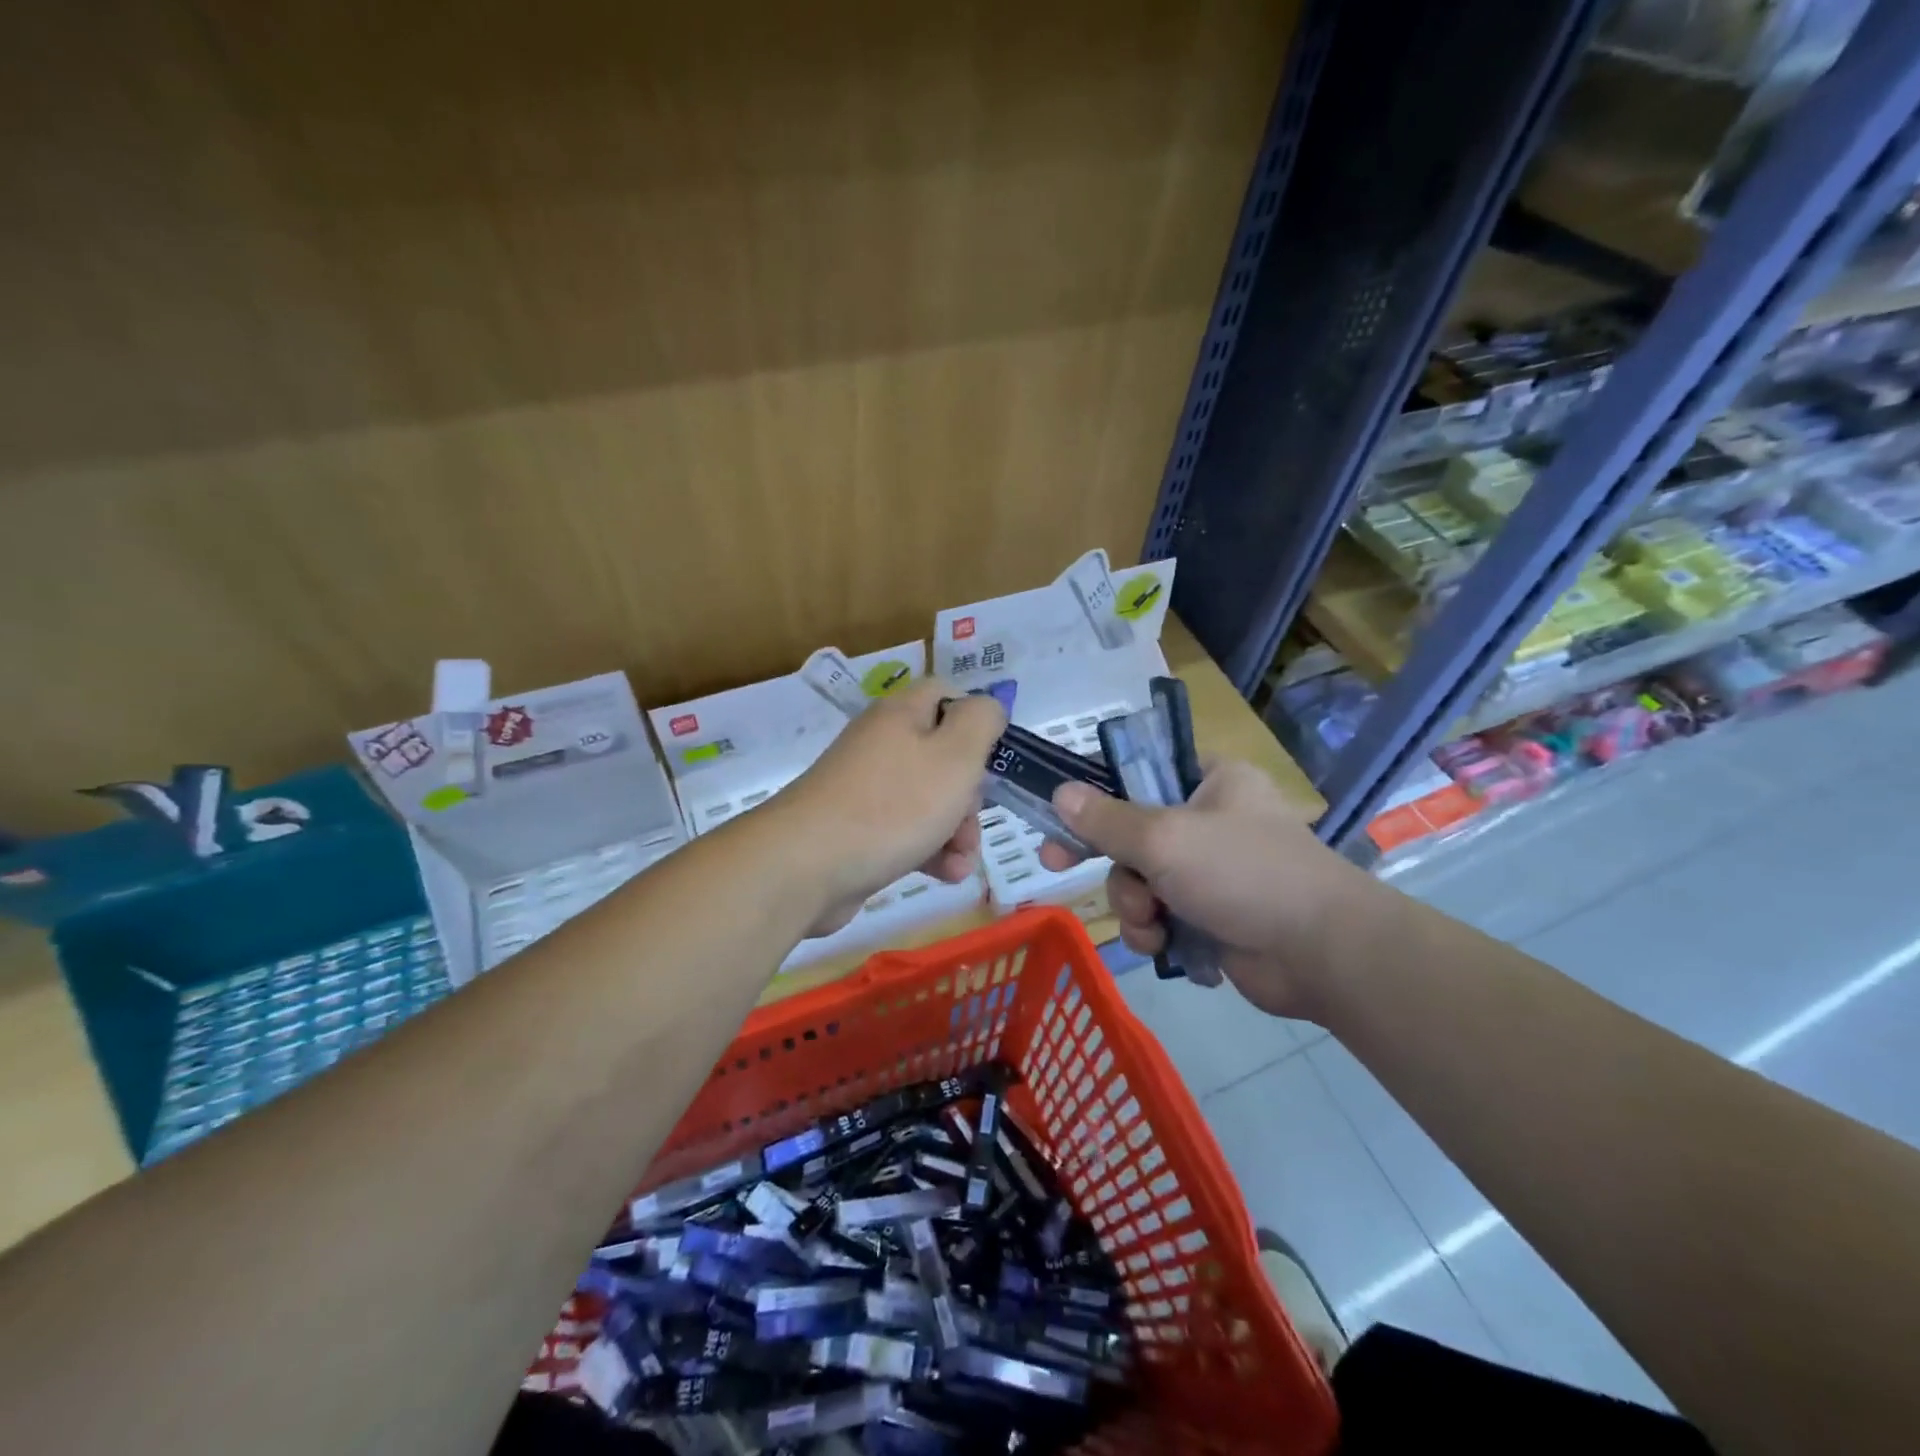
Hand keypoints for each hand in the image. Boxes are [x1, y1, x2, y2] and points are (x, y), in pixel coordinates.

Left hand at [773, 680, 1005, 936]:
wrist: (806, 866)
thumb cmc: (893, 805)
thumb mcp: (955, 755)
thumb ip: (981, 721)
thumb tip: (987, 707)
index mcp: (902, 715)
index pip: (947, 695)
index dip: (977, 721)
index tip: (996, 758)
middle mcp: (882, 744)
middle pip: (944, 756)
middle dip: (971, 793)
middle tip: (973, 818)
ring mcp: (866, 789)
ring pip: (929, 800)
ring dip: (957, 831)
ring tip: (961, 861)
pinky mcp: (857, 830)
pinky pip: (905, 832)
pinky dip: (929, 851)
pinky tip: (944, 875)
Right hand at [1037, 758, 1368, 1017]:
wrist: (1322, 955)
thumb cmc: (1244, 874)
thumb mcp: (1166, 839)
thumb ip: (1107, 819)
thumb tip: (1060, 793)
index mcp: (1210, 781)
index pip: (1138, 771)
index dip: (1094, 792)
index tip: (1059, 814)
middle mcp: (1208, 820)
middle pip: (1130, 832)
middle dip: (1110, 862)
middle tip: (1056, 866)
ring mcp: (1210, 871)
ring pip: (1139, 880)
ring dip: (1133, 904)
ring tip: (1152, 923)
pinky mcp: (1211, 916)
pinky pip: (1159, 916)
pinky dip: (1155, 931)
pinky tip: (1165, 945)